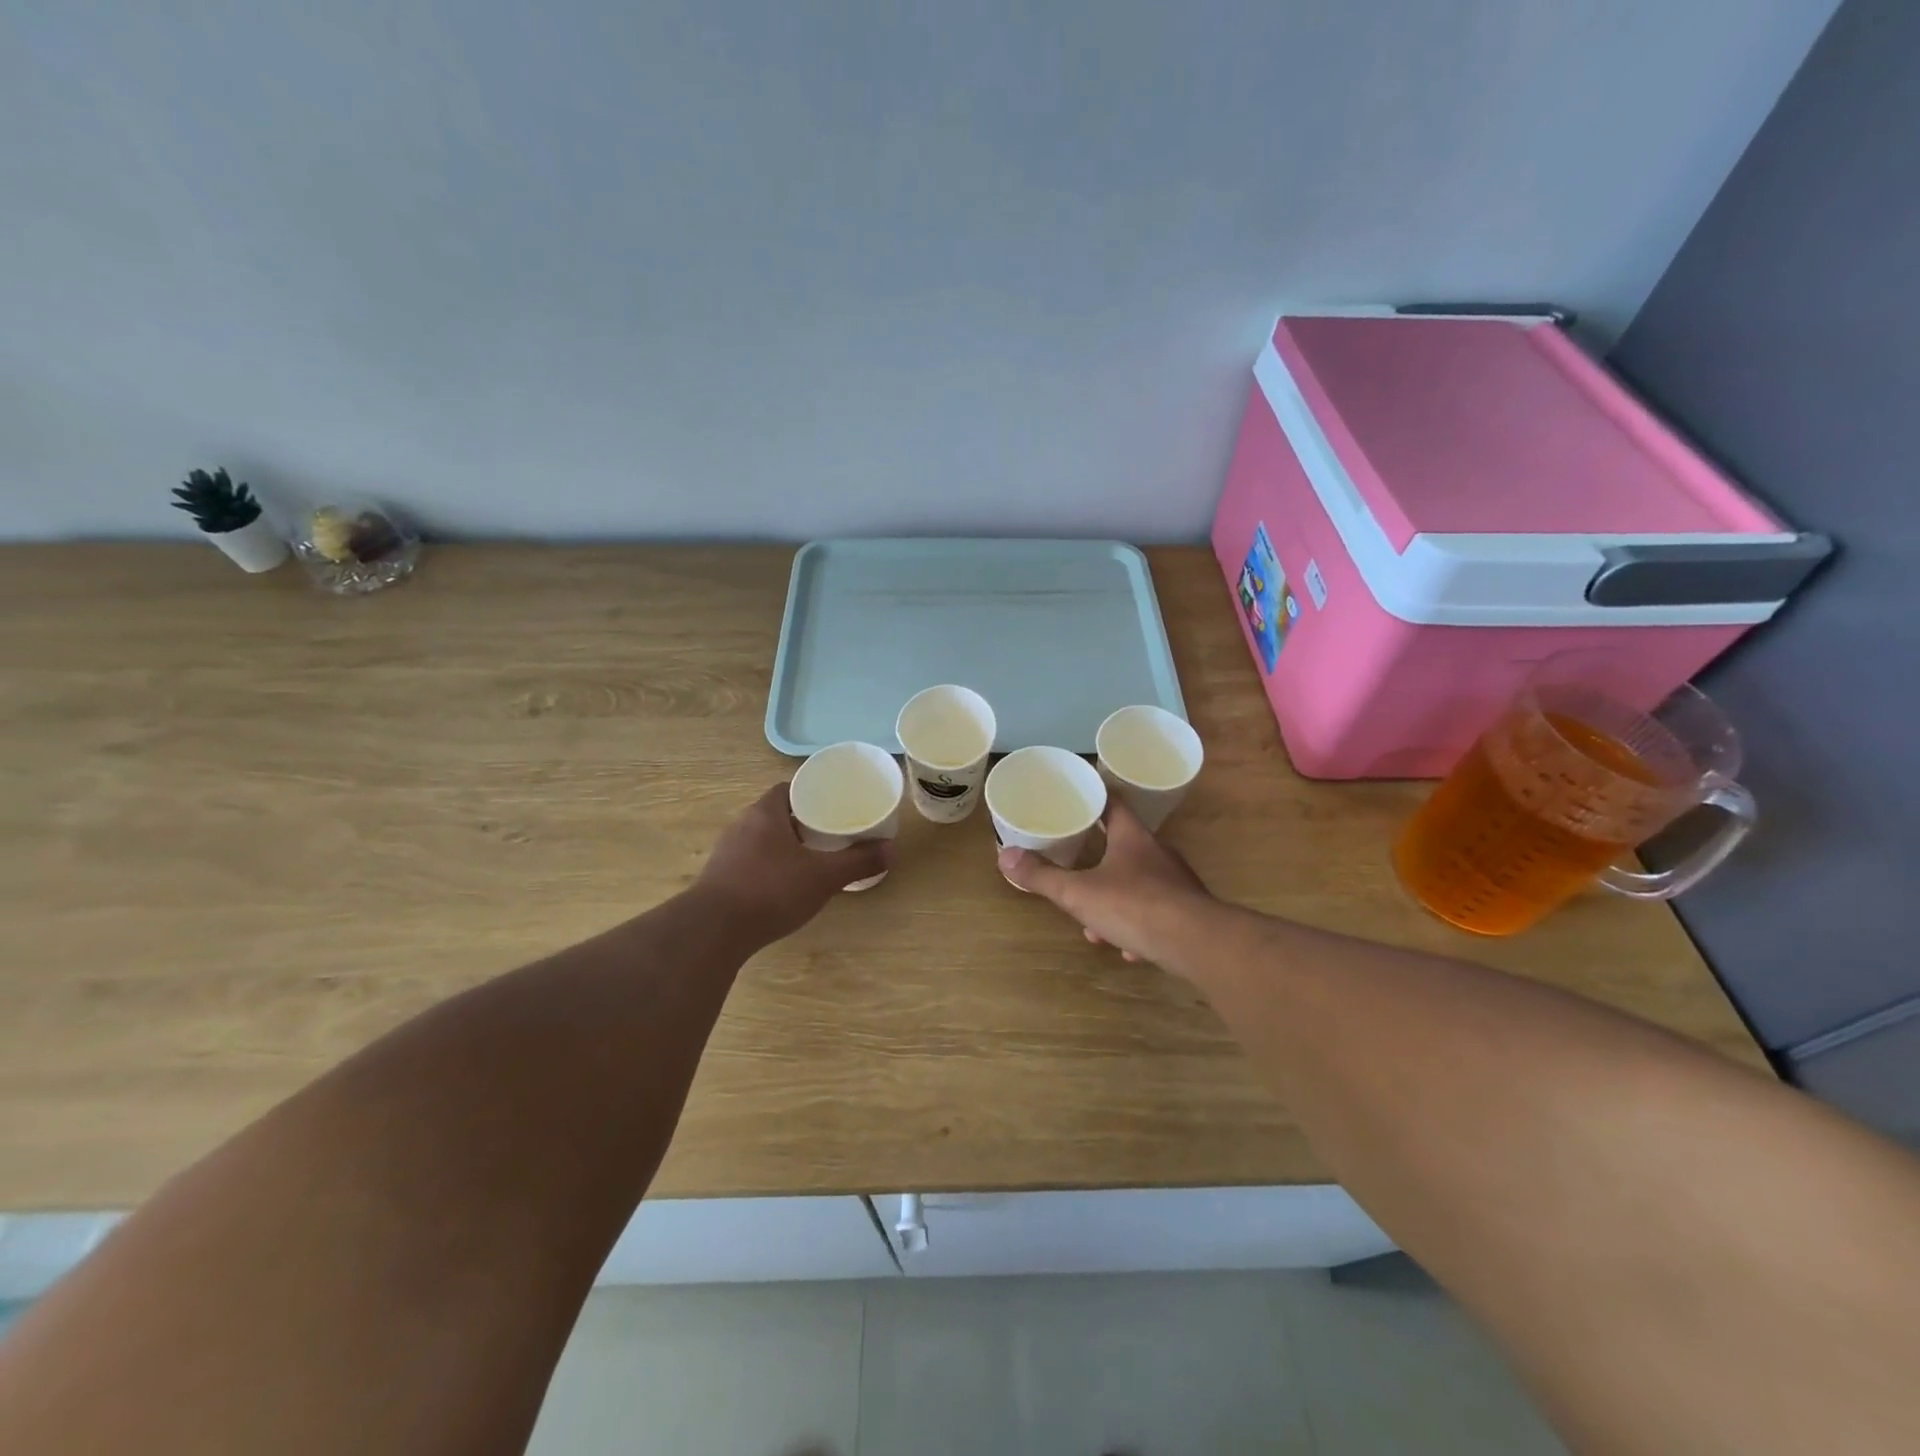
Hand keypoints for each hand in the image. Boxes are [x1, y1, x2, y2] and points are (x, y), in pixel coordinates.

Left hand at [695, 784, 891, 941]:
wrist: (713, 931)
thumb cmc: (771, 890)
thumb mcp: (823, 876)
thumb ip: (858, 862)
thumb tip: (893, 849)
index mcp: (765, 813)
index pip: (788, 789)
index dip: (811, 794)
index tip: (833, 805)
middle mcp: (742, 824)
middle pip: (776, 813)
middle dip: (801, 821)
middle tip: (830, 833)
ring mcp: (726, 851)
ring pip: (762, 838)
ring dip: (784, 845)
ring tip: (811, 859)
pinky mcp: (718, 877)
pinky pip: (750, 861)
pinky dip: (768, 866)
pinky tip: (784, 885)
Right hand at [997, 798, 1213, 968]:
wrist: (1197, 943)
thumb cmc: (1134, 906)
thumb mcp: (1079, 893)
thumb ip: (1042, 876)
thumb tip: (1004, 855)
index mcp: (1132, 837)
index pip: (1113, 804)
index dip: (1095, 799)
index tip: (1079, 800)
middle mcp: (1157, 853)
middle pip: (1124, 846)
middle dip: (1098, 862)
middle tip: (1076, 873)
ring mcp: (1176, 883)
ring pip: (1139, 885)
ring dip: (1116, 901)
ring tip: (1096, 925)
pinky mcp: (1188, 912)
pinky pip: (1157, 914)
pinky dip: (1139, 927)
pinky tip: (1129, 949)